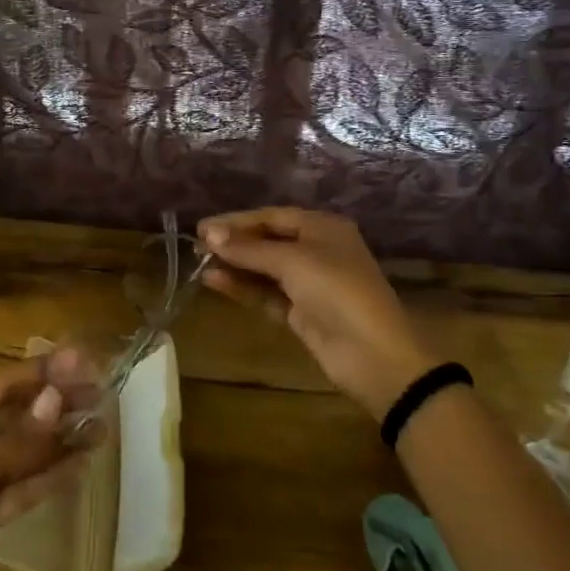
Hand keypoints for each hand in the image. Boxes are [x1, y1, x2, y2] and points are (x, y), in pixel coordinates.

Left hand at [0, 361, 93, 570]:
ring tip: (103, 430)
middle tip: (104, 398)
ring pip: (26, 451)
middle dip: (59, 405)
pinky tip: (82, 466)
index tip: (89, 364)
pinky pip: (23, 486)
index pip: (9, 381)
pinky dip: (50, 476)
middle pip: (20, 413)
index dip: (48, 372)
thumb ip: (22, 438)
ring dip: (61, 441)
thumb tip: (59, 399)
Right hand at [199, 207, 430, 419]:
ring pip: (264, 269)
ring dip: (235, 265)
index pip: (273, 216)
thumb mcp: (293, 262)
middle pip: (268, 241)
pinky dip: (243, 287)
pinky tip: (215, 281)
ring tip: (199, 263)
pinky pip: (266, 293)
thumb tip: (209, 233)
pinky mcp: (301, 312)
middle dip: (234, 242)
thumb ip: (249, 249)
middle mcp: (317, 250)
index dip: (238, 220)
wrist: (373, 354)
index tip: (203, 227)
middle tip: (197, 245)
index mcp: (323, 228)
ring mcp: (309, 283)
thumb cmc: (337, 290)